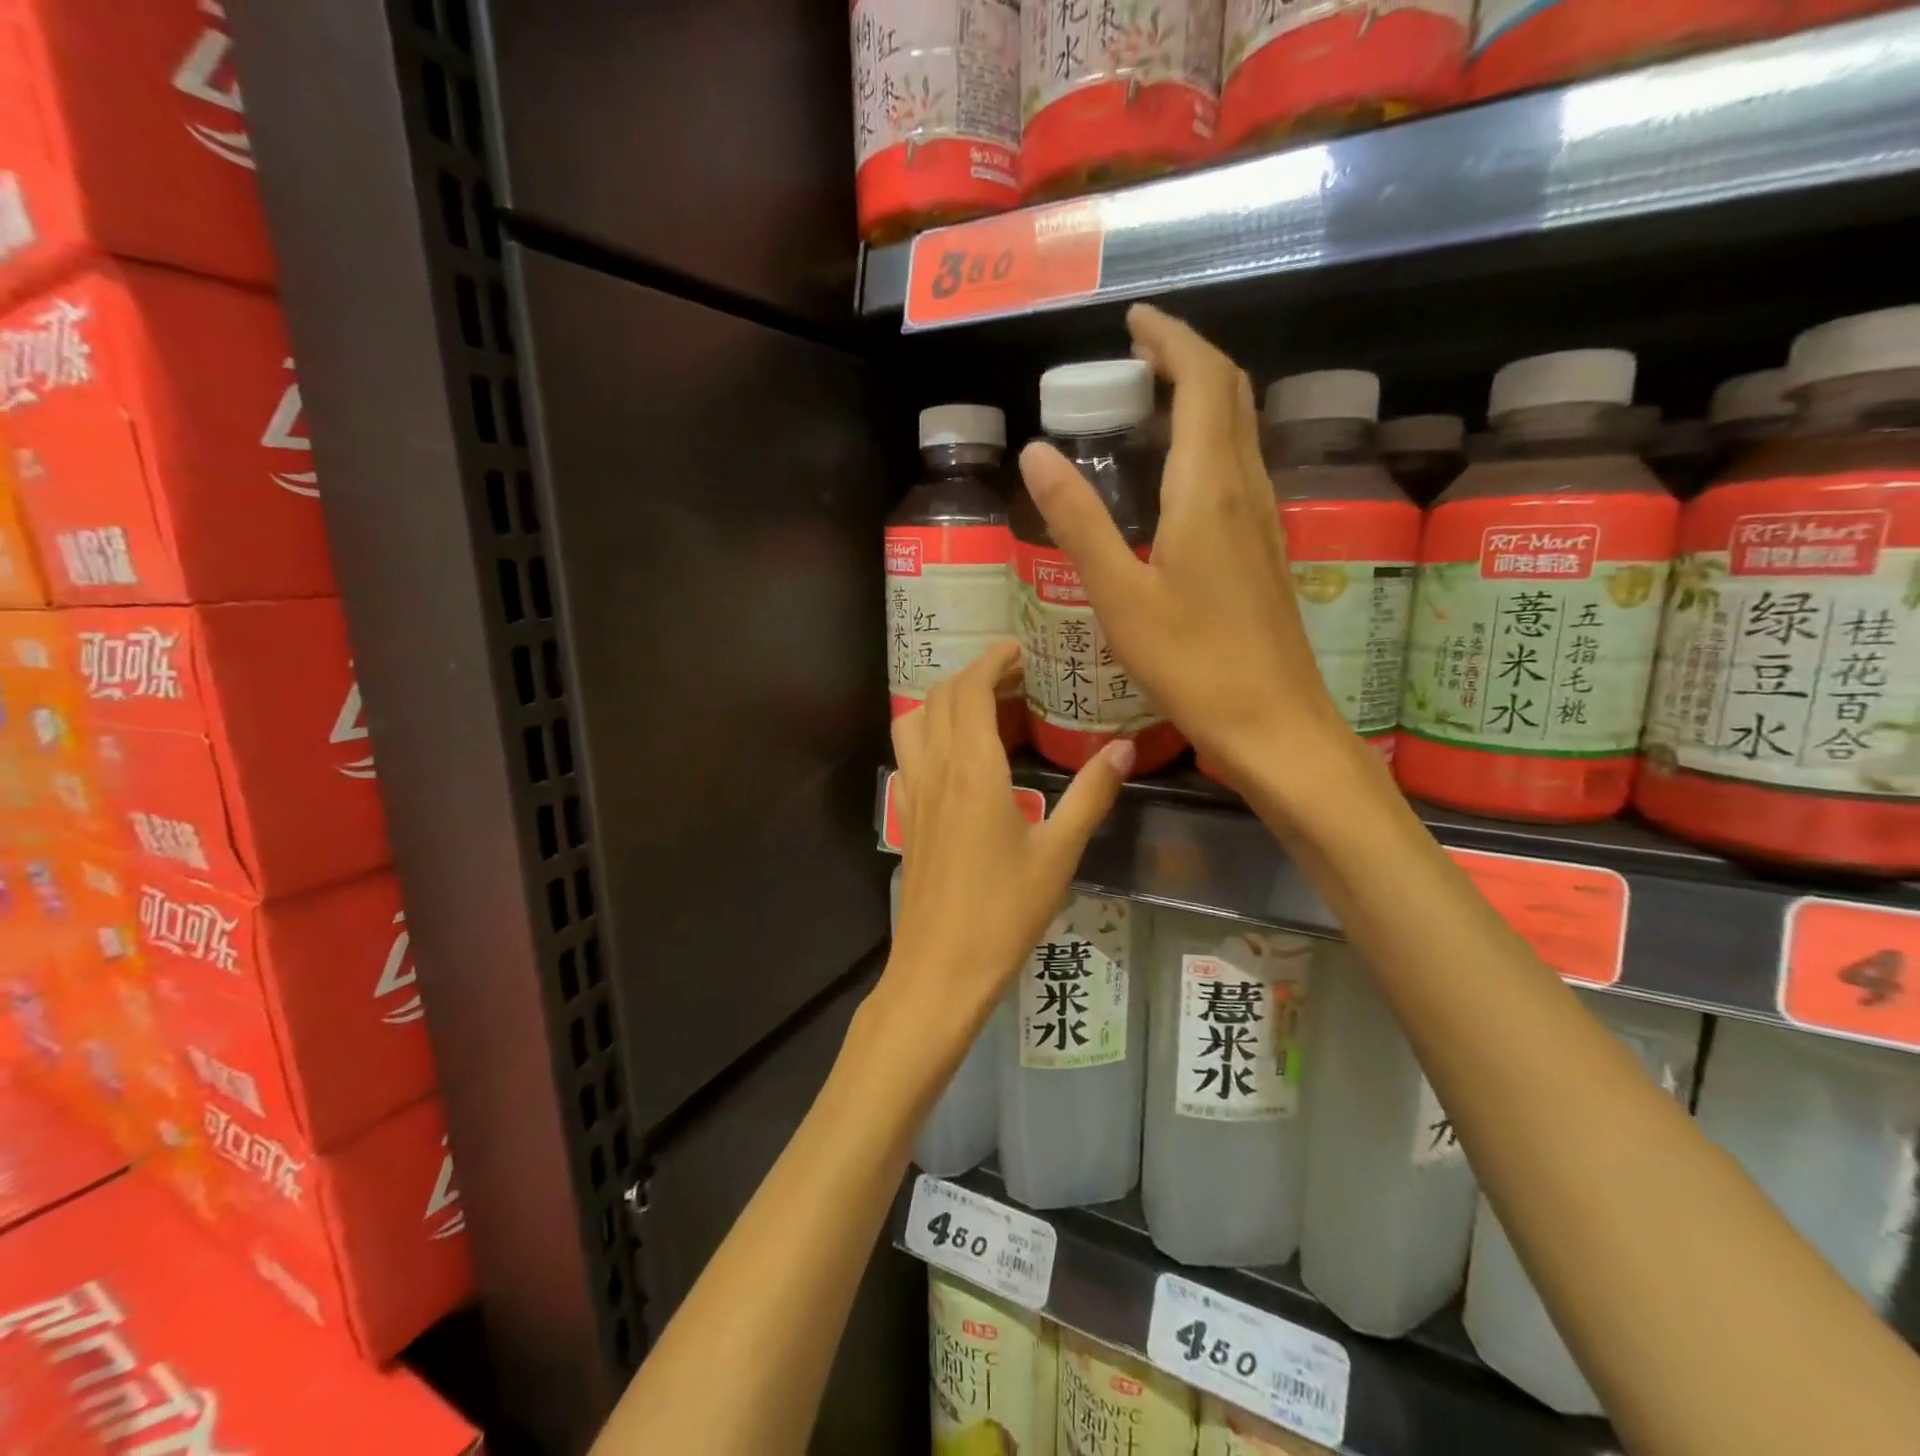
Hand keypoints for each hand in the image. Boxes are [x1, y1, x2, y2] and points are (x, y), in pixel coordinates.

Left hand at [885, 642, 1131, 1032]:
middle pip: (939, 698)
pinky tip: (960, 757)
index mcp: (972, 770)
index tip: (1021, 650)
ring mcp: (914, 794)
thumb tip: (1122, 749)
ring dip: (944, 701)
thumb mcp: (1059, 853)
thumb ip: (1090, 795)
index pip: (969, 690)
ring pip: (914, 722)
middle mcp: (935, 770)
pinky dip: (929, 733)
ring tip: (984, 707)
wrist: (941, 969)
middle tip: (1016, 677)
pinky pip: (909, 755)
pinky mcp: (908, 818)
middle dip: (973, 675)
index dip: (992, 661)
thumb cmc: (1004, 912)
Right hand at [1017, 304, 1349, 789]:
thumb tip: (1036, 453)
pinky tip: (1175, 478)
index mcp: (1209, 490)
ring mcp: (1264, 519)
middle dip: (1187, 359)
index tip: (1133, 322)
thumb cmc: (1192, 664)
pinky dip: (1208, 443)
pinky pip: (1240, 468)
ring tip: (1148, 405)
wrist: (1273, 723)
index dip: (1170, 339)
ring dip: (1201, 399)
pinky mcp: (1266, 549)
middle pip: (1230, 394)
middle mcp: (1246, 489)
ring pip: (1240, 430)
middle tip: (1135, 358)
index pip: (1202, 381)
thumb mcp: (1120, 596)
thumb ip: (1079, 521)